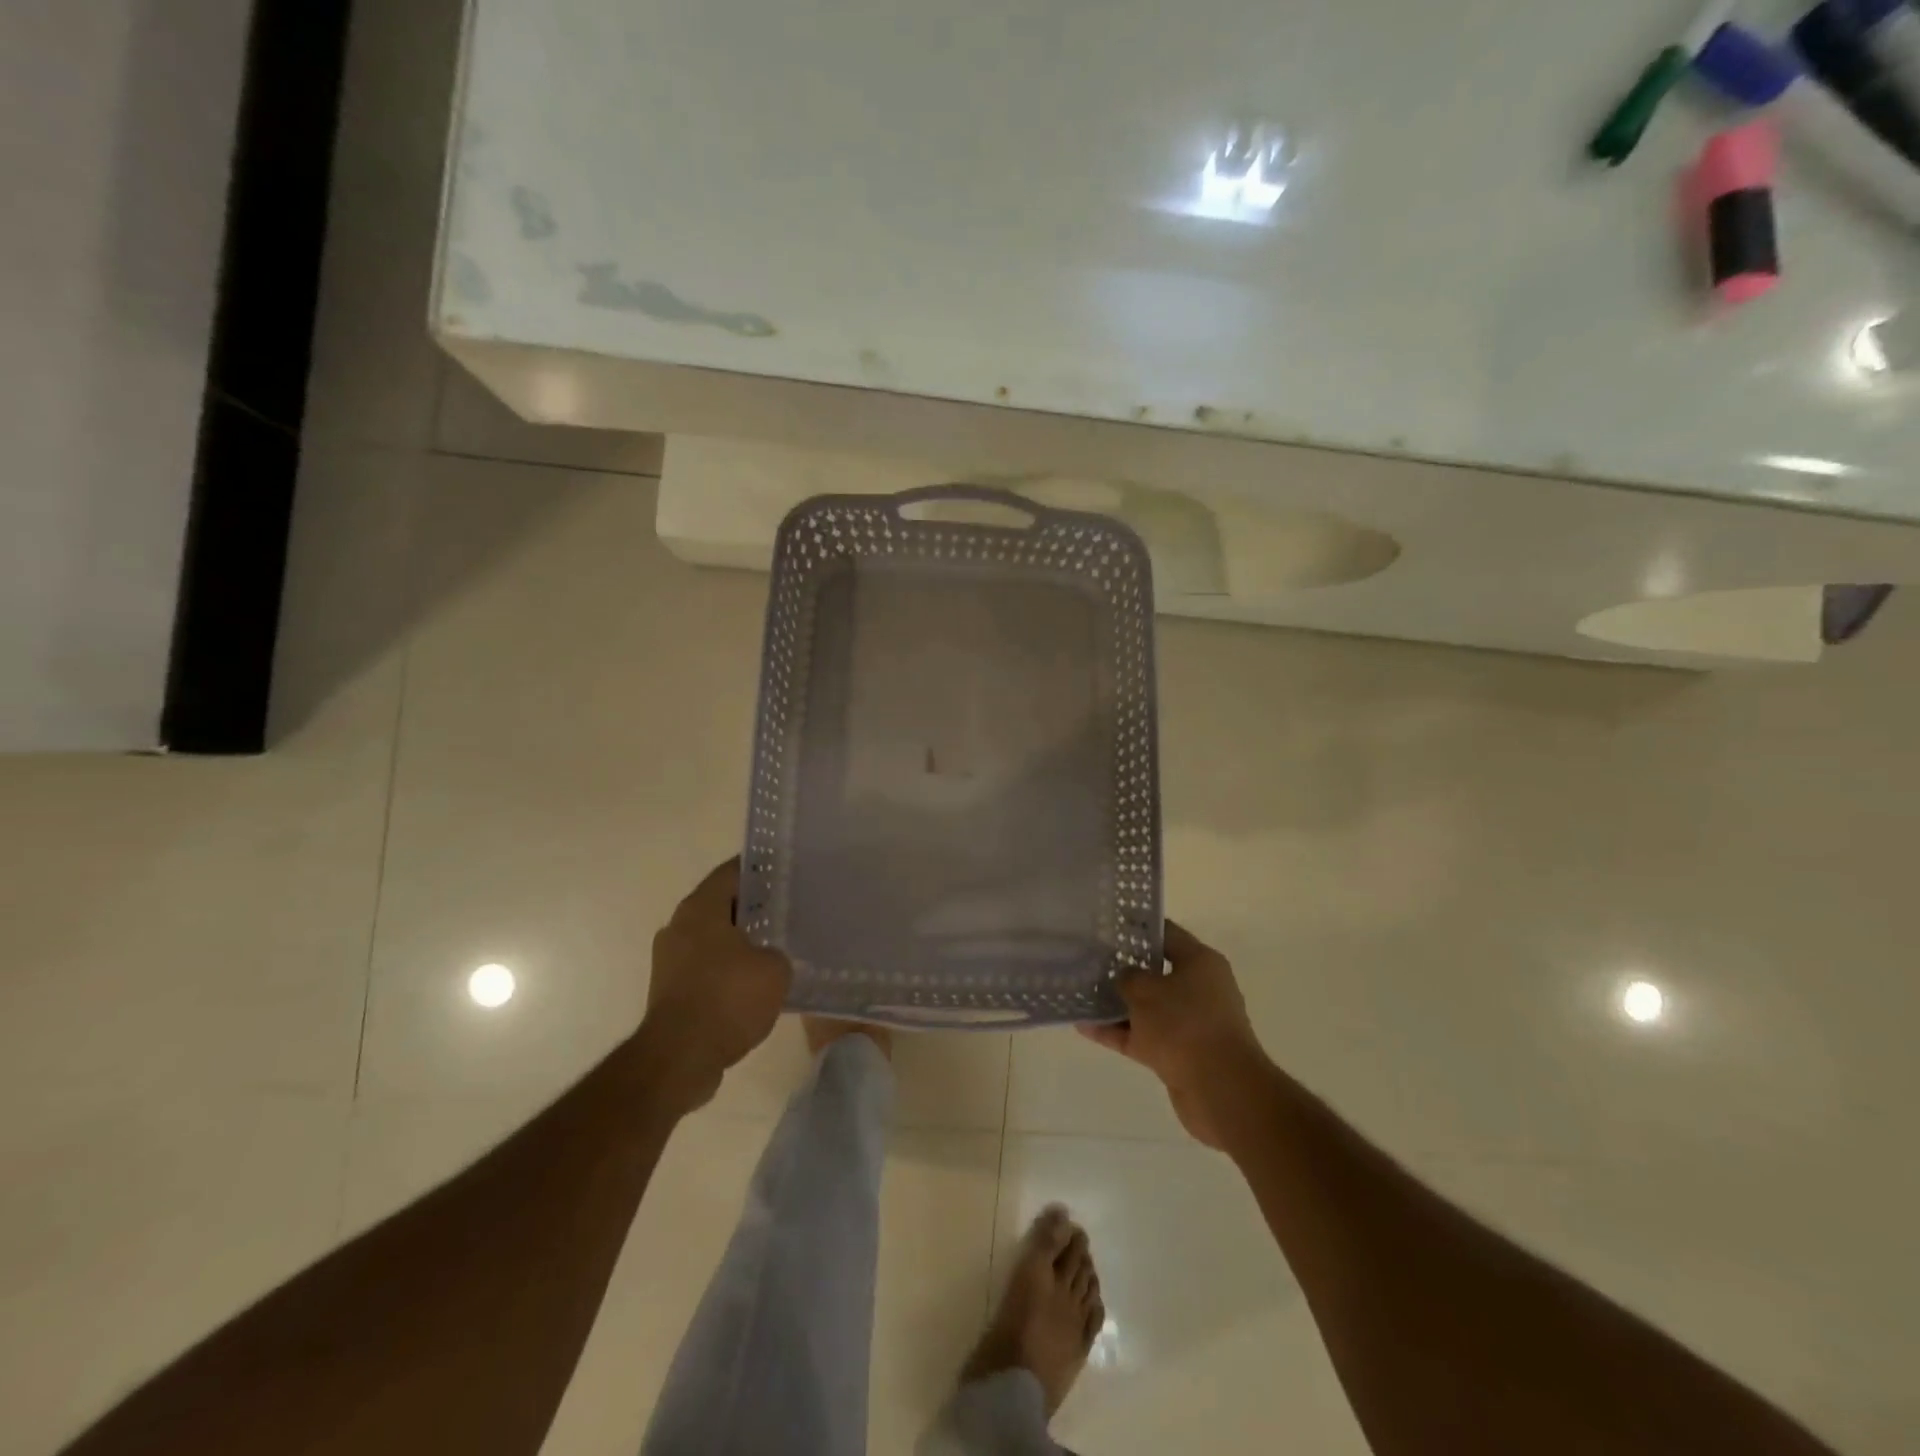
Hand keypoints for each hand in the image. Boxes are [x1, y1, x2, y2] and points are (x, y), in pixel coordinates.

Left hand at [638, 859, 791, 1111]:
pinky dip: (727, 971)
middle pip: (721, 905)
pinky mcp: (669, 991)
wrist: (680, 1059)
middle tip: (786, 911)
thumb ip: (777, 953)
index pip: (732, 872)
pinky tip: (755, 985)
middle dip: (752, 908)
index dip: (760, 869)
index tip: (785, 872)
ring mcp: (669, 960)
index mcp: (700, 908)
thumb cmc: (728, 999)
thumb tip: (768, 958)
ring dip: (739, 943)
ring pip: (713, 938)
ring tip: (775, 949)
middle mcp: (679, 926)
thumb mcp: (775, 970)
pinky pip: (706, 968)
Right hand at [1078, 919, 1273, 1148]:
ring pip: (1147, 1007)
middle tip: (1090, 960)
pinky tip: (1085, 1028)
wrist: (1220, 1089)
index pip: (1166, 934)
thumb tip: (1124, 979)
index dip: (1137, 928)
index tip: (1108, 926)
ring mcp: (1190, 1023)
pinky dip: (1118, 1032)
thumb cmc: (1184, 1024)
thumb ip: (1127, 978)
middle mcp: (1199, 988)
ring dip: (1117, 1004)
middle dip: (1123, 968)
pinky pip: (1143, 1036)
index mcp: (1200, 963)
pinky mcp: (1180, 1053)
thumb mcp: (1146, 991)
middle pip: (1156, 972)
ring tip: (1081, 994)